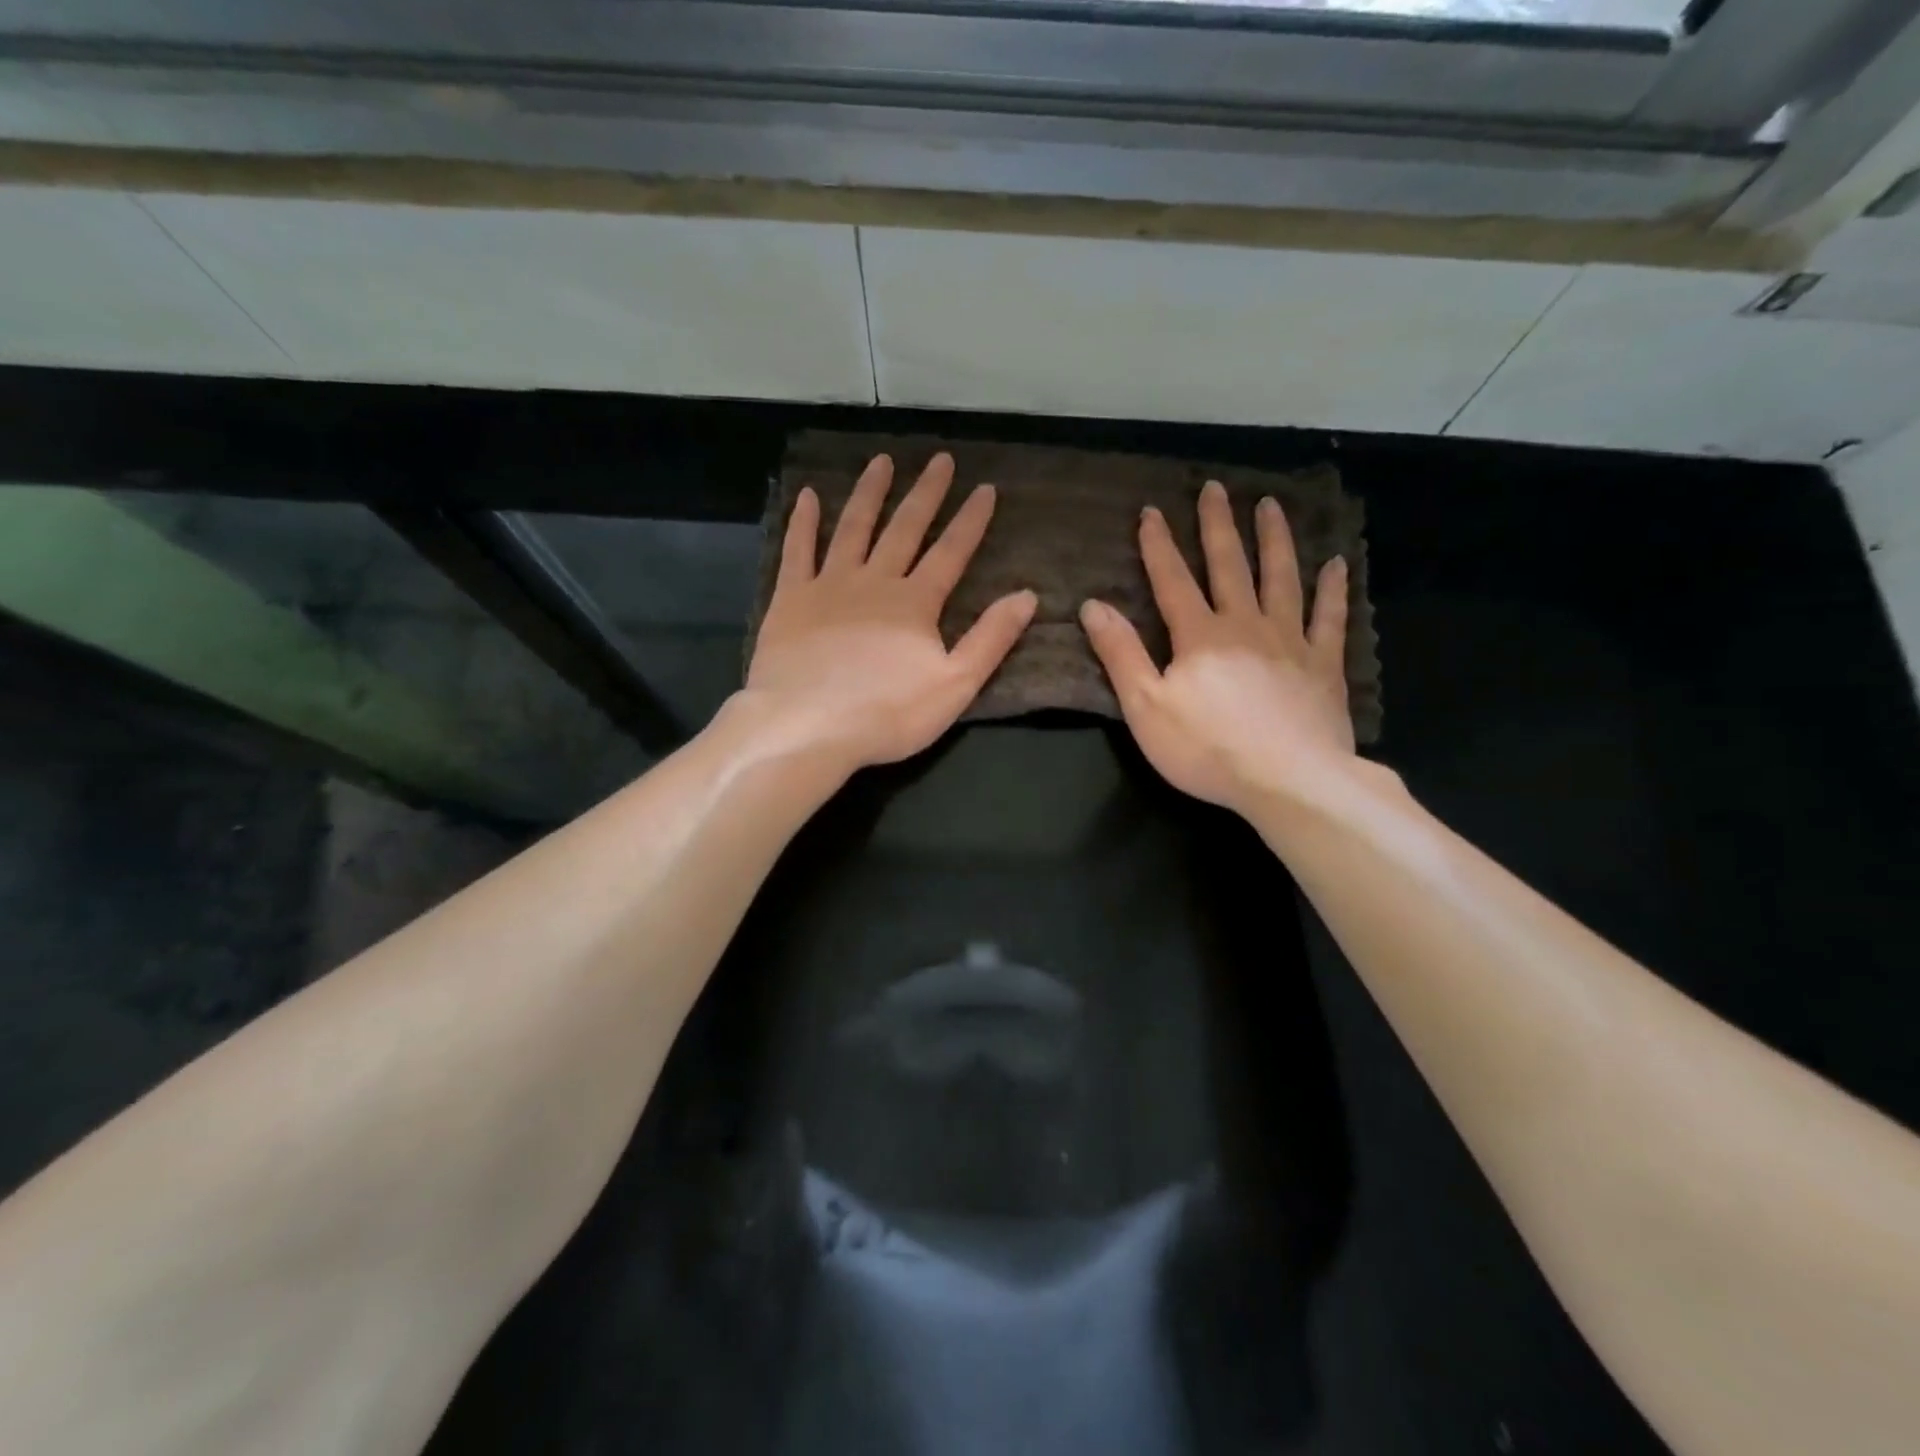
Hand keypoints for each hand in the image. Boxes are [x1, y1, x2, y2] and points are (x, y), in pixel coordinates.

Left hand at [744, 452, 1036, 773]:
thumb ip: (991, 639)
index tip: (985, 488)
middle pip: (905, 529)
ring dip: (870, 494)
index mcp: (916, 603)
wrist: (807, 726)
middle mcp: (874, 581)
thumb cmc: (887, 713)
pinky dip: (804, 522)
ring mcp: (829, 585)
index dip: (971, 520)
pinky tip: (809, 495)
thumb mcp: (955, 684)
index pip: (951, 552)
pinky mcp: (790, 598)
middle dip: (926, 494)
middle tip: (940, 459)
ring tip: (882, 461)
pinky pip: (798, 550)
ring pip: (853, 528)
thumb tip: (1027, 596)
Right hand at [1079, 480, 1354, 816]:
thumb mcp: (1145, 707)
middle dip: (1218, 526)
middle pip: (1229, 566)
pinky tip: (1336, 564)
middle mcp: (1245, 626)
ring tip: (1270, 506)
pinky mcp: (1323, 665)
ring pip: (1281, 579)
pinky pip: (1329, 618)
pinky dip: (1332, 590)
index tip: (1151, 511)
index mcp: (1198, 637)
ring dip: (1274, 540)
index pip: (1172, 581)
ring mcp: (1289, 641)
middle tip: (1215, 488)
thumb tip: (1093, 606)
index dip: (1158, 546)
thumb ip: (1121, 654)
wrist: (1288, 780)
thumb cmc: (1207, 749)